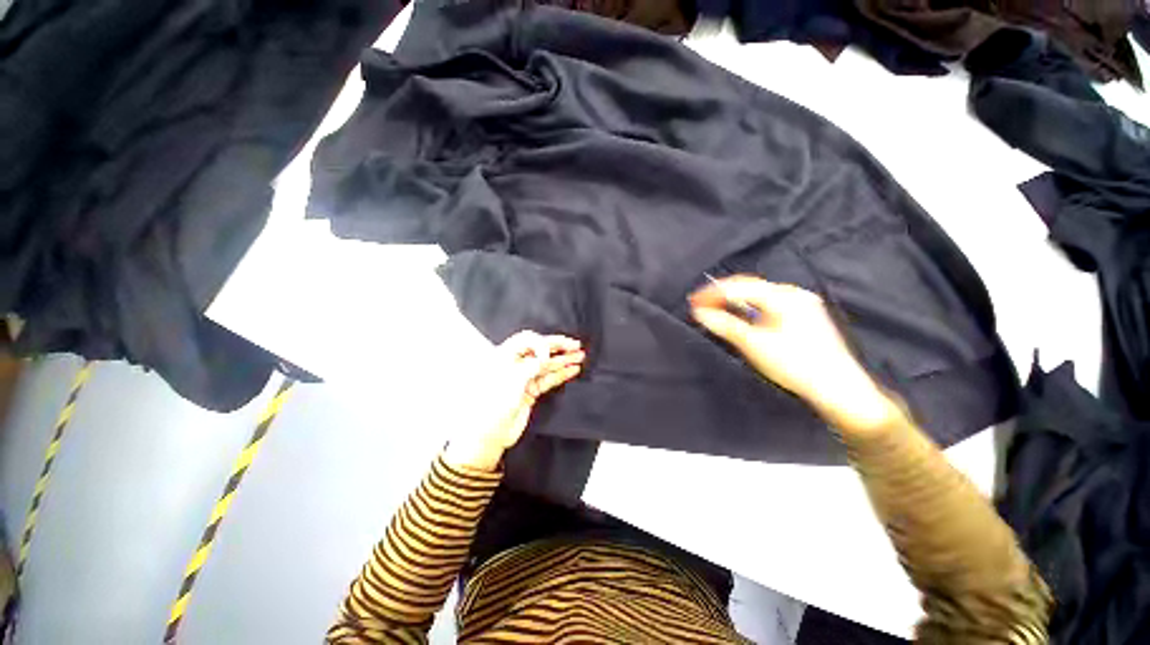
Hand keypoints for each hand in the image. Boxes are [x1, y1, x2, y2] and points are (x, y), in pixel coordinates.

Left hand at [444, 331, 584, 470]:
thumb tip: (546, 358)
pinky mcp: (531, 390)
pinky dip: (562, 373)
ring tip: (580, 355)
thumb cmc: (492, 407)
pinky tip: (572, 369)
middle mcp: (515, 364)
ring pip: (547, 364)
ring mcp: (524, 378)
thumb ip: (531, 366)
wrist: (488, 435)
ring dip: (564, 359)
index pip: (526, 339)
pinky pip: (549, 378)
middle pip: (540, 350)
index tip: (548, 355)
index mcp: (504, 356)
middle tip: (575, 345)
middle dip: (558, 346)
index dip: (541, 343)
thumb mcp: (512, 381)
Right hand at [690, 276, 899, 434]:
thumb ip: (725, 325)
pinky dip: (749, 308)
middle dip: (722, 294)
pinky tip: (740, 316)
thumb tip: (699, 312)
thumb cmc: (794, 364)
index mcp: (782, 296)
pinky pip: (768, 304)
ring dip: (735, 300)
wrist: (837, 387)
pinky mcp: (803, 315)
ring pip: (758, 295)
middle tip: (700, 304)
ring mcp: (800, 303)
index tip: (692, 301)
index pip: (739, 286)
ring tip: (715, 308)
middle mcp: (792, 293)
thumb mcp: (754, 344)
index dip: (712, 292)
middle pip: (749, 287)